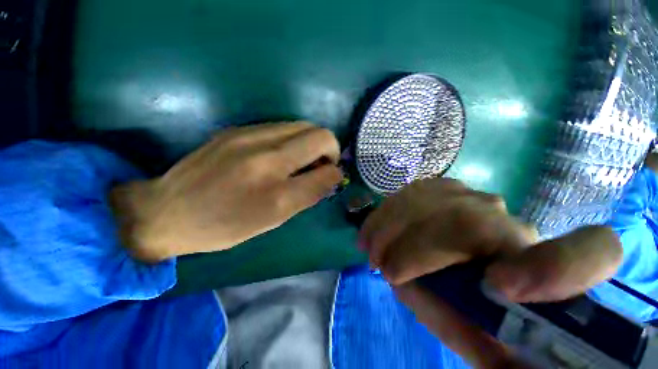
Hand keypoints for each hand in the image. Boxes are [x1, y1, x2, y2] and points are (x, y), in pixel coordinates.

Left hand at [111, 122, 341, 262]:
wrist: (168, 210)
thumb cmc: (224, 226)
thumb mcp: (273, 221)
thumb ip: (306, 196)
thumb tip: (329, 177)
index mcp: (277, 194)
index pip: (327, 172)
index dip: (336, 173)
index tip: (332, 176)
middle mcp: (267, 159)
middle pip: (320, 136)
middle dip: (330, 149)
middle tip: (321, 164)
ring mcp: (249, 137)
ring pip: (302, 125)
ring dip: (311, 141)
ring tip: (302, 158)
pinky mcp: (237, 128)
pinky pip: (281, 126)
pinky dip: (293, 138)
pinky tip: (282, 152)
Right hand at [360, 178, 622, 367]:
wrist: (470, 272)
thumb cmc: (475, 307)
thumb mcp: (476, 339)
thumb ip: (465, 333)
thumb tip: (427, 305)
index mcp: (540, 267)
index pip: (590, 252)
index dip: (559, 267)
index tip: (502, 286)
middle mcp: (509, 222)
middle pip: (465, 219)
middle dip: (413, 247)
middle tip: (383, 268)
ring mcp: (473, 197)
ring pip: (432, 197)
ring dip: (391, 225)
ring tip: (370, 247)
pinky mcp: (445, 189)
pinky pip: (413, 190)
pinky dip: (387, 211)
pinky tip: (373, 227)